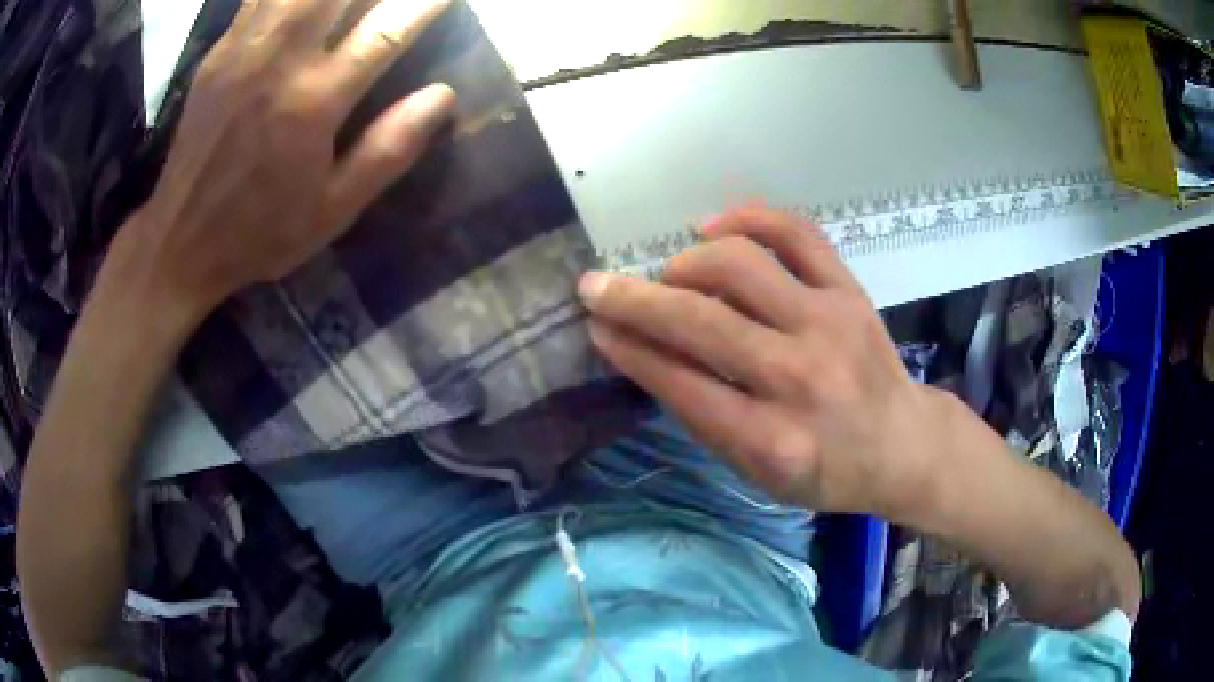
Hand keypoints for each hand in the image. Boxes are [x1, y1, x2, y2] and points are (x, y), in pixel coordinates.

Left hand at [119, 0, 453, 318]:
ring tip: (347, 1)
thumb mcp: (332, 211)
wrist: (181, 241)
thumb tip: (443, 96)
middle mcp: (280, 62)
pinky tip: (304, 2)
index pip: (386, 30)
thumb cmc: (260, 232)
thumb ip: (388, 150)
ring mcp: (245, 50)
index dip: (426, 3)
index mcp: (314, 102)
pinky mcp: (220, 52)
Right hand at [578, 208, 952, 517]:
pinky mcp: (849, 291)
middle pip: (701, 321)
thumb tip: (645, 352)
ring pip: (740, 264)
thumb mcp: (759, 474)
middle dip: (633, 299)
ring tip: (671, 273)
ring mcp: (830, 325)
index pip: (682, 383)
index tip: (596, 325)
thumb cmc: (827, 471)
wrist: (902, 444)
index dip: (630, 349)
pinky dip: (747, 217)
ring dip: (686, 262)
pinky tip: (713, 227)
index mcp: (773, 442)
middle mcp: (801, 378)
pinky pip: (795, 233)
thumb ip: (704, 417)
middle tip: (597, 286)